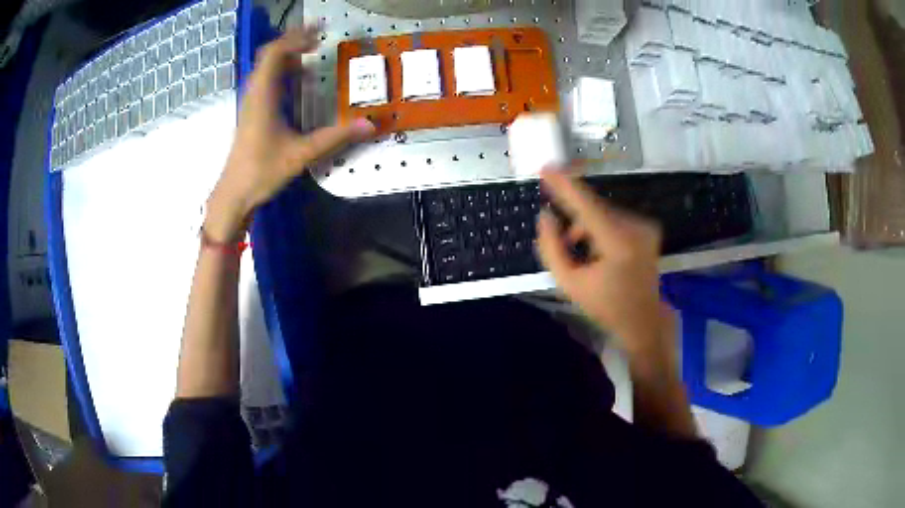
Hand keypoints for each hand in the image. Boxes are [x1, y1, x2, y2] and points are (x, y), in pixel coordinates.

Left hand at [205, 26, 374, 241]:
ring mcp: (251, 102)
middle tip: (319, 41)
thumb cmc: (262, 171)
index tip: (319, 32)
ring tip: (312, 56)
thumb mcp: (301, 153)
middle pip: (270, 55)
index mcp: (263, 95)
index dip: (295, 38)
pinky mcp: (251, 112)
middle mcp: (254, 93)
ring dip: (288, 58)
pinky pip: (266, 82)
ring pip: (266, 68)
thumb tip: (370, 124)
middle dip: (294, 43)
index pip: (275, 53)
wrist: (233, 194)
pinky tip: (300, 84)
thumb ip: (335, 137)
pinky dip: (283, 74)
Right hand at [535, 169, 667, 351]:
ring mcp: (645, 227)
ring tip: (584, 253)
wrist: (643, 320)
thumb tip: (546, 216)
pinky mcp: (648, 228)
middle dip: (575, 220)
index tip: (546, 168)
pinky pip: (615, 218)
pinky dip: (602, 228)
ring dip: (588, 226)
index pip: (586, 205)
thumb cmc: (605, 306)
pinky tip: (600, 250)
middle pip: (594, 209)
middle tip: (566, 245)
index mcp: (618, 243)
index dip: (564, 185)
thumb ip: (552, 248)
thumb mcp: (569, 283)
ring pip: (604, 213)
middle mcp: (636, 228)